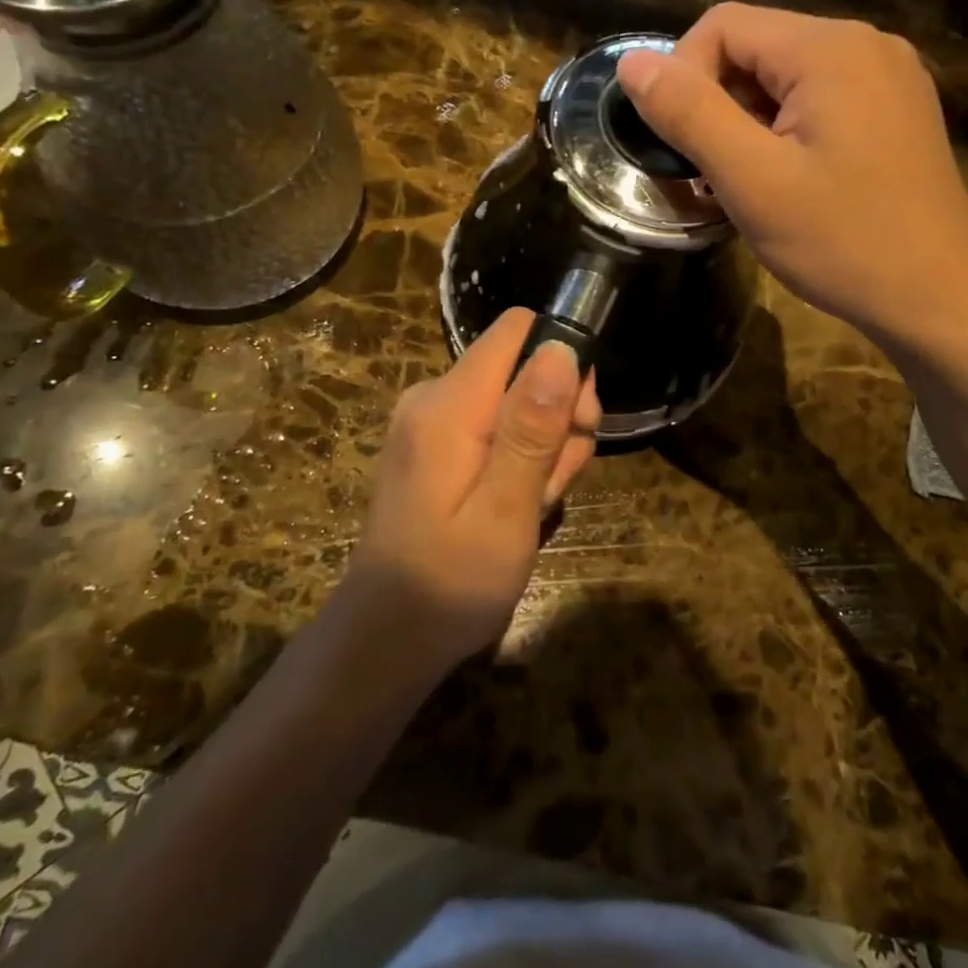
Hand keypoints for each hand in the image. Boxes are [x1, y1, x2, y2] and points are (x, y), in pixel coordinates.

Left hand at [342, 308, 600, 670]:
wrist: (387, 638)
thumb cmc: (451, 583)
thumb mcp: (506, 511)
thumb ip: (532, 428)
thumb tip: (560, 349)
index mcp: (449, 404)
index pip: (518, 329)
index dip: (562, 358)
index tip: (580, 417)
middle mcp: (435, 397)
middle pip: (522, 365)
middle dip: (558, 414)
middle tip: (561, 477)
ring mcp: (432, 421)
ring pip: (517, 399)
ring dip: (545, 444)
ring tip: (537, 503)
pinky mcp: (436, 444)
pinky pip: (495, 426)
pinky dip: (521, 457)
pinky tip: (520, 503)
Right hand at [617, 4, 967, 352]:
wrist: (940, 301)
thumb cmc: (843, 242)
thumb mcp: (752, 180)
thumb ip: (689, 113)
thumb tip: (632, 62)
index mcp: (831, 48)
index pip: (723, 26)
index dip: (683, 77)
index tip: (682, 147)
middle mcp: (866, 45)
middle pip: (756, 48)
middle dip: (718, 105)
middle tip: (712, 174)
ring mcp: (889, 78)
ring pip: (785, 78)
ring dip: (748, 123)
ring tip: (748, 185)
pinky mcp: (897, 111)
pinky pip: (820, 100)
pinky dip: (785, 131)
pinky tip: (789, 181)